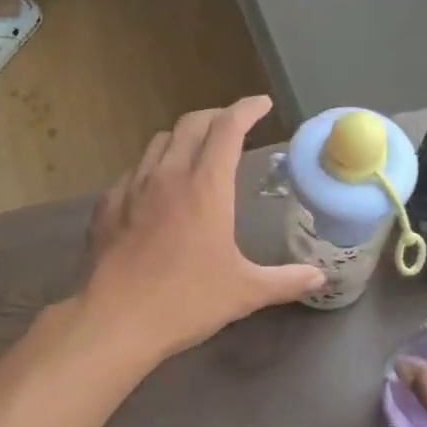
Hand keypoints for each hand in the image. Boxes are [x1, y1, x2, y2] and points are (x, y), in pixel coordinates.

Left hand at [84, 96, 324, 362]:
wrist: (116, 321)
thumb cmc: (186, 302)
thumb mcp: (245, 292)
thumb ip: (286, 281)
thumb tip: (320, 278)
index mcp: (206, 187)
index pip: (228, 127)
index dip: (247, 109)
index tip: (261, 105)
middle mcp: (167, 175)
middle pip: (191, 124)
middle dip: (216, 117)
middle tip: (233, 127)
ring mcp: (131, 188)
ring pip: (158, 142)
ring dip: (182, 139)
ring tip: (196, 154)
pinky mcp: (106, 206)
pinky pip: (132, 172)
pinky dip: (152, 169)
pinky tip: (156, 192)